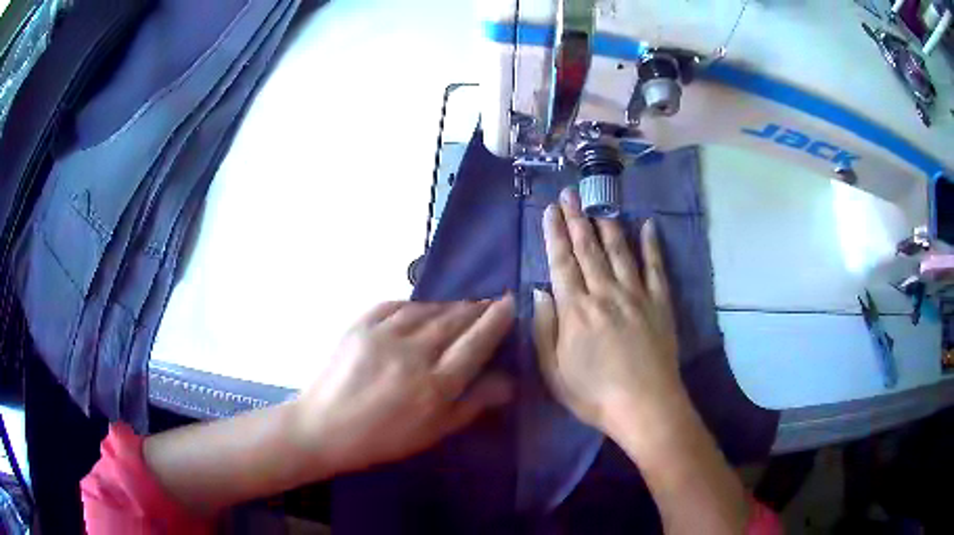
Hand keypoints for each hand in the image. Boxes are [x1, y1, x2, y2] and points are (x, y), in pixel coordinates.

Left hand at [290, 296, 514, 476]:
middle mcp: (414, 353)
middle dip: (478, 309)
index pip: (476, 343)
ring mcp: (384, 334)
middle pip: (455, 320)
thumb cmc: (383, 438)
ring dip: (450, 306)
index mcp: (435, 385)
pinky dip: (417, 305)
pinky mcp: (361, 324)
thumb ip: (472, 404)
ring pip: (429, 310)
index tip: (510, 303)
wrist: (323, 427)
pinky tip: (423, 310)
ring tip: (462, 307)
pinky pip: (398, 305)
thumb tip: (508, 381)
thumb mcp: (433, 432)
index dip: (496, 320)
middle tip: (491, 303)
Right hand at [533, 188, 683, 434]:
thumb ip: (544, 330)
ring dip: (607, 225)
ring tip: (598, 203)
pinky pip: (655, 268)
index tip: (550, 211)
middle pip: (588, 249)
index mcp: (575, 311)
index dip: (555, 234)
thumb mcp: (554, 373)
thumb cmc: (594, 395)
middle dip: (577, 219)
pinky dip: (652, 245)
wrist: (645, 406)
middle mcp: (604, 294)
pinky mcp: (659, 303)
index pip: (562, 263)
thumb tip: (540, 291)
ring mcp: (635, 295)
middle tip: (570, 195)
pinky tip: (649, 225)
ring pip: (619, 251)